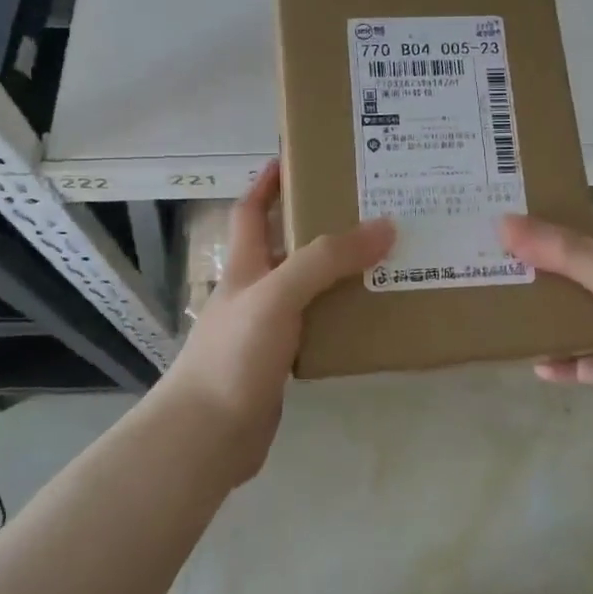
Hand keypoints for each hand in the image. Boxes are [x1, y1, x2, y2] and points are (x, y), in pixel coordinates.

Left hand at [162, 162, 393, 480]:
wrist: (207, 436)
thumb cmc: (234, 354)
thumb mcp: (278, 295)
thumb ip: (327, 260)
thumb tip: (385, 225)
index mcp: (245, 266)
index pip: (252, 210)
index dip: (269, 182)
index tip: (297, 157)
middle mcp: (255, 292)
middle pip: (288, 247)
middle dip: (321, 226)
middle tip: (370, 210)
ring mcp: (267, 329)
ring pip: (308, 289)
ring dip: (339, 274)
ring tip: (385, 259)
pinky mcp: (282, 363)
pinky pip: (318, 328)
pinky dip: (341, 318)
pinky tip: (371, 317)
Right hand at [499, 208, 592, 442]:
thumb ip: (563, 253)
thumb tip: (504, 223)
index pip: (586, 221)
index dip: (551, 210)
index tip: (507, 205)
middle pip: (574, 268)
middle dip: (536, 263)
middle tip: (487, 258)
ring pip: (578, 315)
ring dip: (546, 314)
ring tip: (501, 307)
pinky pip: (589, 363)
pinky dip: (565, 363)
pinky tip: (535, 366)